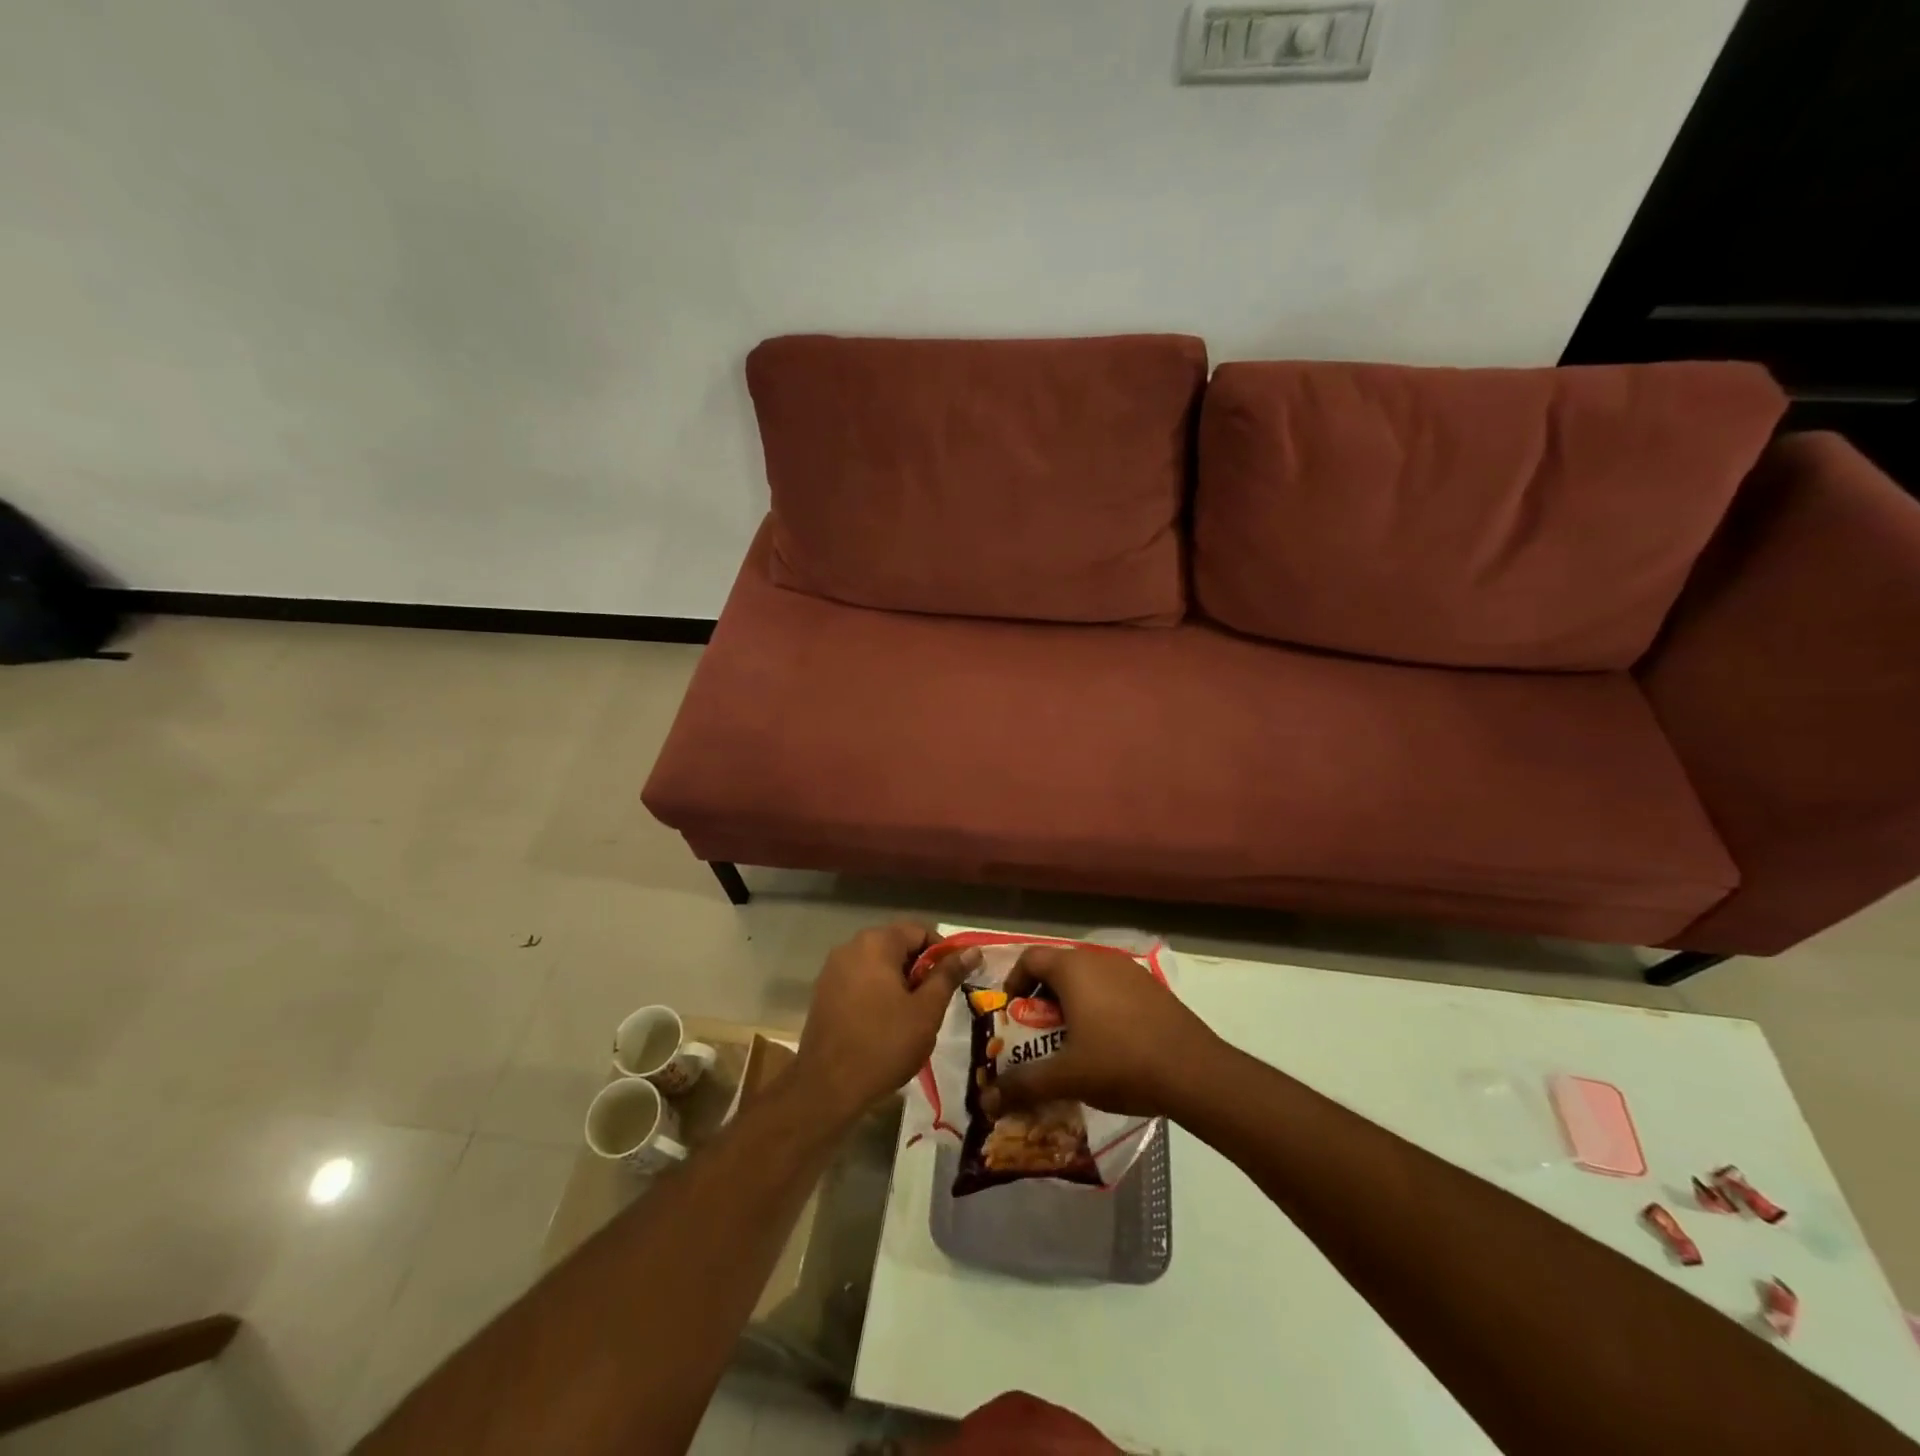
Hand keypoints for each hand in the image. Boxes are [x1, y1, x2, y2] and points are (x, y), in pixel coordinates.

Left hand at [792, 922, 980, 1123]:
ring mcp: (833, 969)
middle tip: (934, 1001)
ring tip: (912, 1015)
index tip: (953, 980)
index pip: (920, 931)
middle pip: (897, 945)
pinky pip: (859, 980)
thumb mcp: (926, 1010)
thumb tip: (972, 951)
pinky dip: (877, 991)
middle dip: (920, 968)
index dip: (943, 953)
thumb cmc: (884, 1044)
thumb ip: (948, 975)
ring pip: (878, 963)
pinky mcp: (823, 991)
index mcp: (876, 943)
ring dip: (899, 981)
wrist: (827, 1087)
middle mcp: (850, 946)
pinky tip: (884, 1022)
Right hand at [990, 945, 1219, 1118]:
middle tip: (1037, 1033)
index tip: (1010, 1015)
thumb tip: (987, 1099)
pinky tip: (1108, 1043)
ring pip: (1087, 978)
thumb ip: (1023, 1084)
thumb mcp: (1067, 1076)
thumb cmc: (1120, 1062)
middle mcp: (1099, 958)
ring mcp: (1130, 970)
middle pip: (1058, 967)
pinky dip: (1099, 1006)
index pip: (1030, 959)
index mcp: (1073, 968)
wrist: (1194, 1072)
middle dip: (1042, 998)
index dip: (1013, 983)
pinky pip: (1113, 988)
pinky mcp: (1152, 988)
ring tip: (1071, 1042)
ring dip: (1072, 1003)